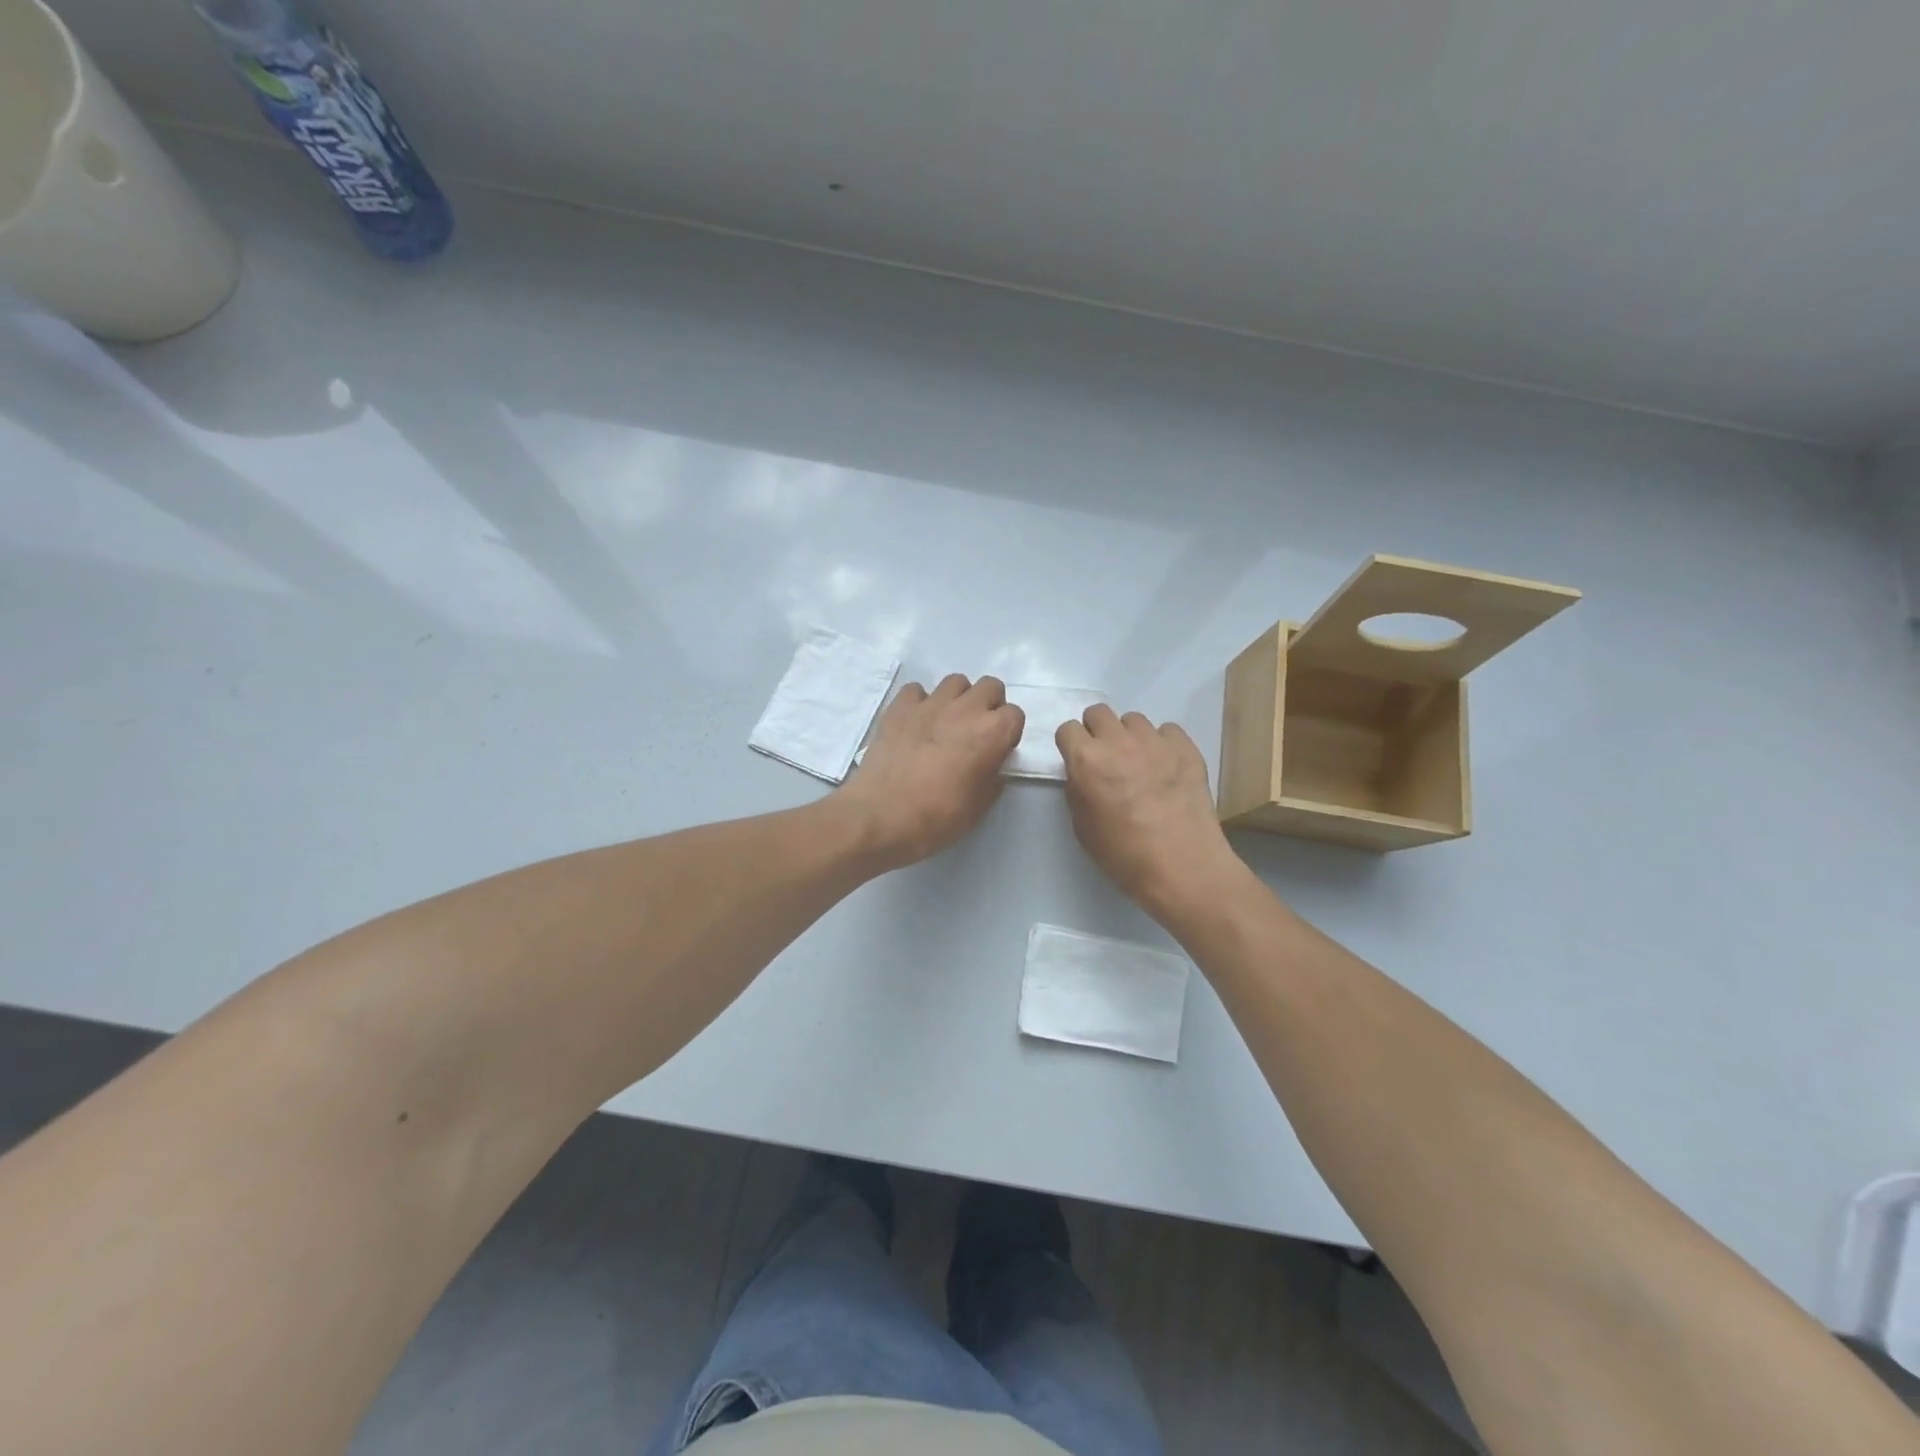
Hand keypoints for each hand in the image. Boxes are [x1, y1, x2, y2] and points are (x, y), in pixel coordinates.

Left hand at [834, 675, 1024, 869]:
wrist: (882, 816)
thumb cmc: (938, 816)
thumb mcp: (981, 806)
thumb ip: (993, 777)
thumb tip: (991, 765)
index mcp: (992, 732)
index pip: (1016, 714)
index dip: (1008, 732)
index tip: (997, 750)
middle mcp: (965, 709)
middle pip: (990, 687)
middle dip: (988, 705)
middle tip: (976, 732)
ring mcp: (930, 703)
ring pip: (955, 682)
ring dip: (957, 699)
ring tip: (946, 724)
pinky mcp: (899, 707)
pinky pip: (916, 691)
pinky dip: (920, 703)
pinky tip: (915, 723)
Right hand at [1056, 706, 1242, 918]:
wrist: (1182, 866)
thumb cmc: (1124, 855)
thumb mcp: (1082, 827)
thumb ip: (1078, 790)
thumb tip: (1084, 775)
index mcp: (1086, 760)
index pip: (1067, 729)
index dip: (1071, 745)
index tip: (1077, 760)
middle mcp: (1118, 741)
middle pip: (1099, 712)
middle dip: (1097, 731)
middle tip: (1105, 757)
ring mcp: (1155, 741)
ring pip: (1133, 720)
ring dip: (1129, 736)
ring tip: (1139, 763)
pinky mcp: (1186, 748)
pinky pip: (1168, 731)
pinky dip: (1163, 744)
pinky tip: (1167, 768)